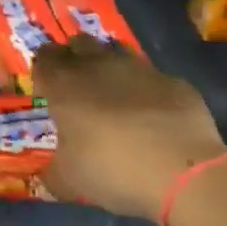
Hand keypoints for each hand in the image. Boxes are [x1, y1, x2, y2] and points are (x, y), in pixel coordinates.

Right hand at [32, 36, 225, 219]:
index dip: (43, 71)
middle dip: (75, 59)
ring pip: (116, 54)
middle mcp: (98, 66)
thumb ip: (52, 174)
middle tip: (78, 88)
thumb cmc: (112, 170)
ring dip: (111, 69)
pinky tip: (154, 116)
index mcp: (65, 85)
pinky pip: (153, 78)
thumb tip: (47, 177)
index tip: (47, 91)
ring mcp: (139, 69)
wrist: (183, 171)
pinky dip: (147, 91)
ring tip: (115, 99)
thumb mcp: (70, 181)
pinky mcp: (173, 81)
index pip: (44, 59)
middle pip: (79, 44)